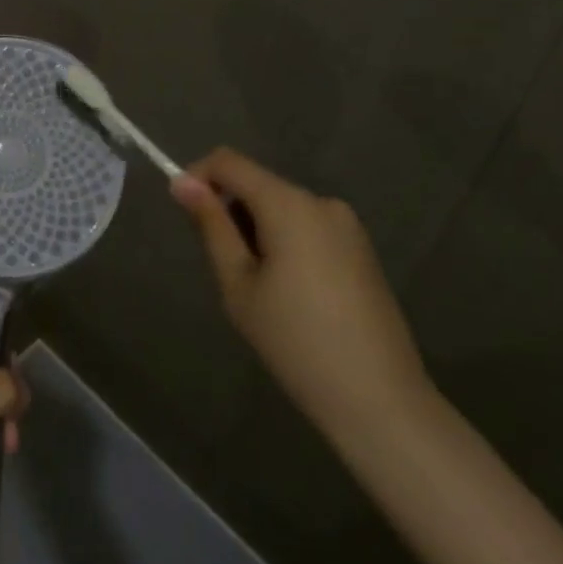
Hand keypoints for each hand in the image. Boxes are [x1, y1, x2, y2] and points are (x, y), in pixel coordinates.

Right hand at [170, 148, 431, 438]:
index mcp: (289, 204)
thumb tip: (182, 183)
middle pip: (257, 184)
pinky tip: (290, 294)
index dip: (198, 176)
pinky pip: (307, 227)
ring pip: (282, 207)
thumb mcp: (238, 284)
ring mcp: (347, 226)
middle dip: (230, 211)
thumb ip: (211, 226)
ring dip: (256, 229)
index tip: (184, 213)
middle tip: (224, 268)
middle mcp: (321, 202)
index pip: (229, 162)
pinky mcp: (361, 249)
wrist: (380, 402)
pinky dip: (284, 242)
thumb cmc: (295, 341)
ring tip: (259, 288)